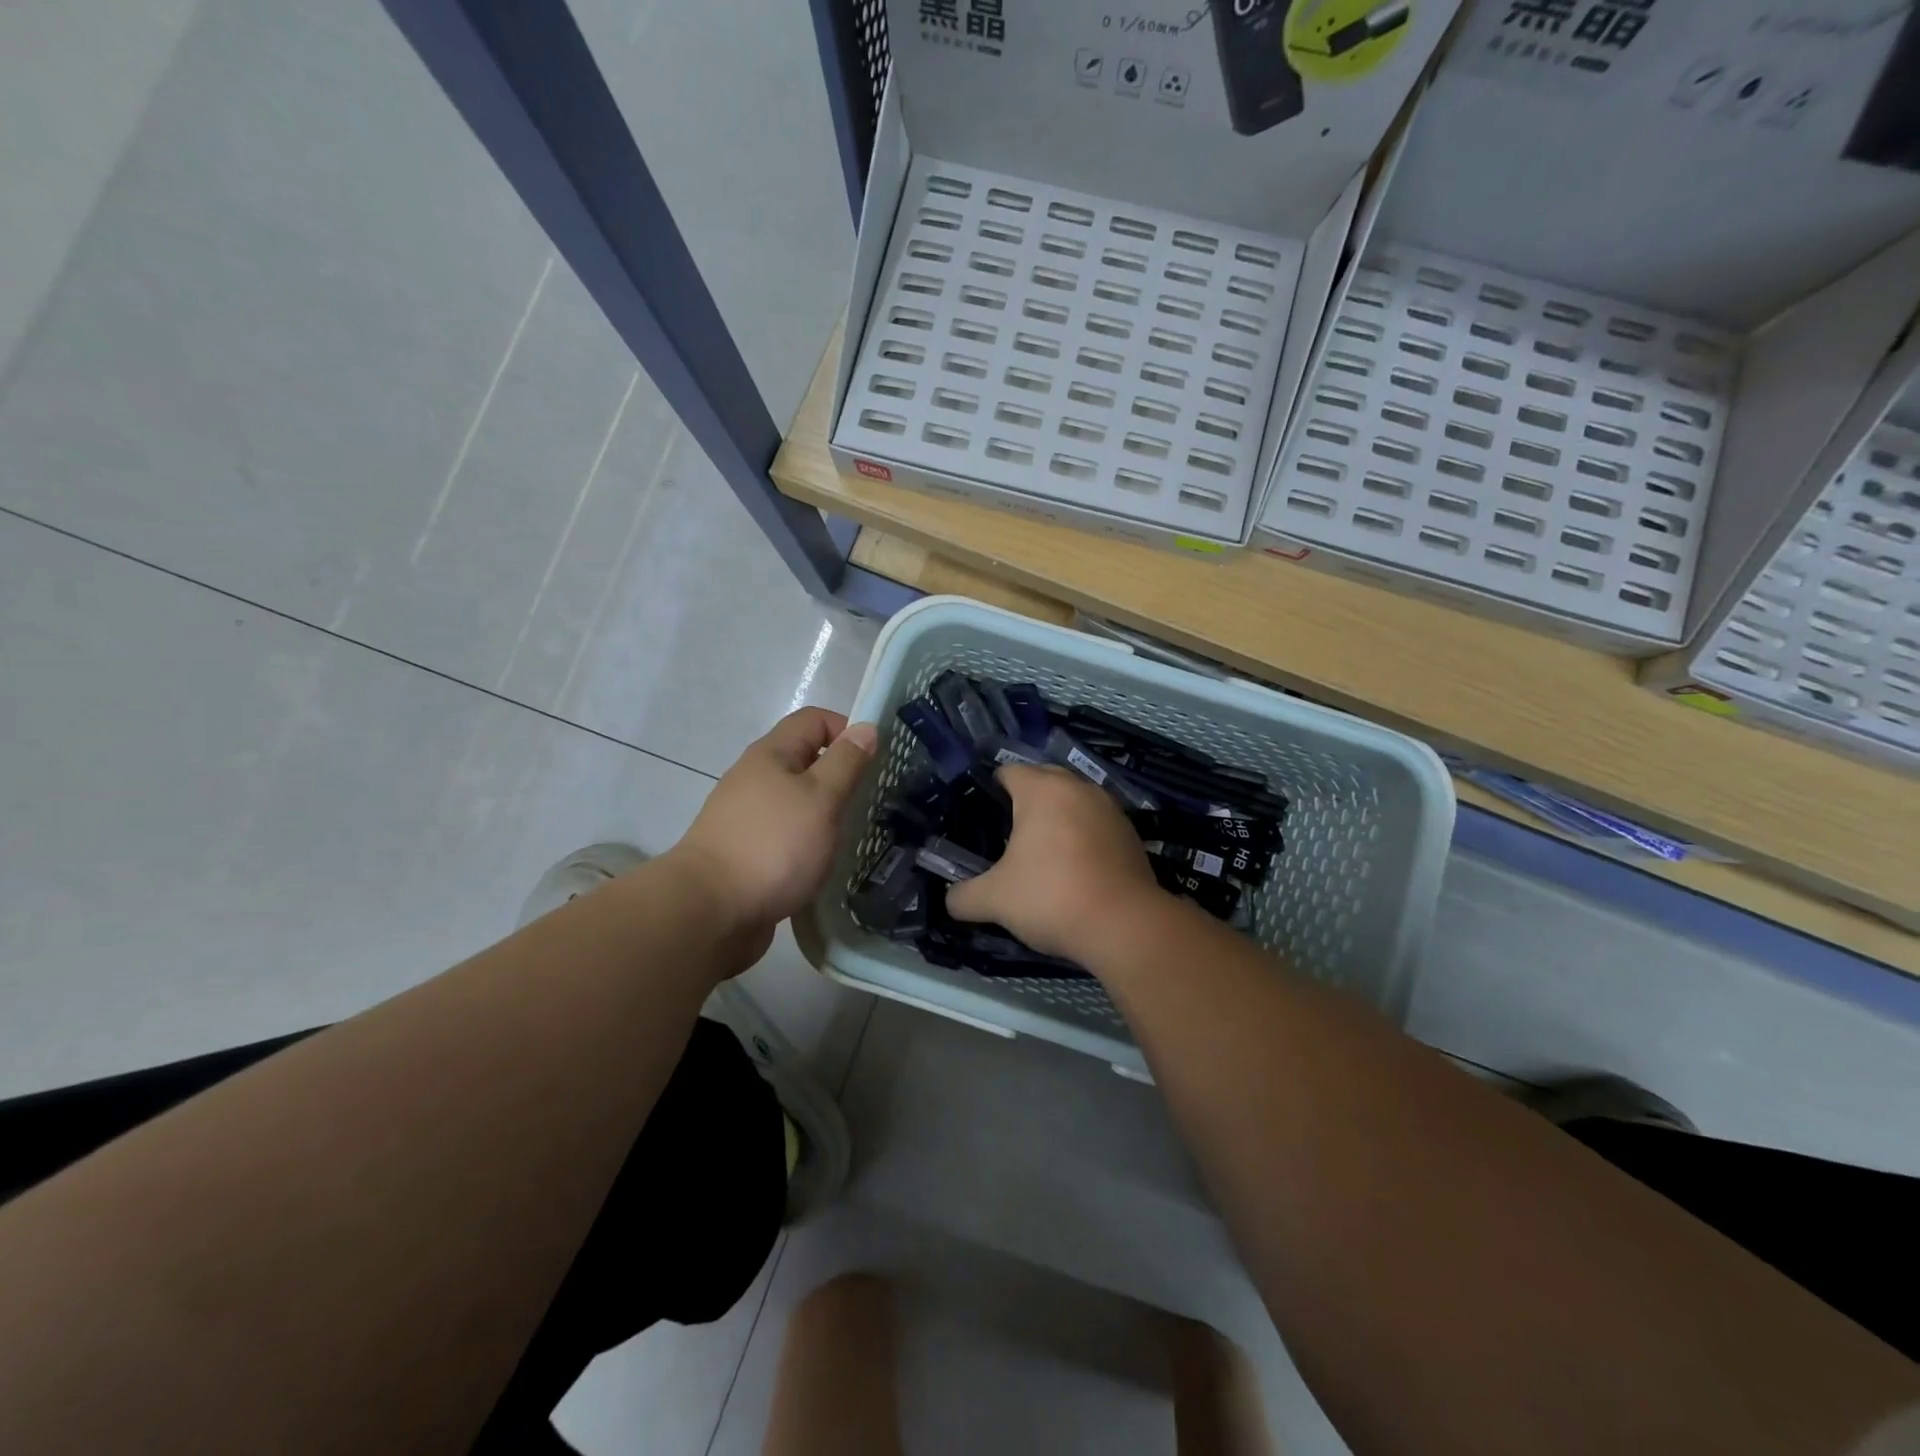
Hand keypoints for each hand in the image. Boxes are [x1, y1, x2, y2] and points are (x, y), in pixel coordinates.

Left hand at [671, 708, 876, 937]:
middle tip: (868, 802)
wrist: (710, 912)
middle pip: (804, 759)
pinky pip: (785, 834)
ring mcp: (746, 817)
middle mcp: (754, 778)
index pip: (814, 720)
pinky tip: (822, 864)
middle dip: (840, 776)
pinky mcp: (745, 852)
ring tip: (850, 836)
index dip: (847, 730)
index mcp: (771, 755)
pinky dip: (807, 842)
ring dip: (824, 812)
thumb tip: (865, 727)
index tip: (873, 763)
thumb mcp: (821, 797)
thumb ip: (846, 762)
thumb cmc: (773, 845)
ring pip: (795, 800)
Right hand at [946, 765, 1164, 960]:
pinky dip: (1082, 835)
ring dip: (1057, 817)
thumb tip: (950, 900)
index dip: (990, 790)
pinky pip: (1096, 823)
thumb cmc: (1051, 897)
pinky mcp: (1131, 833)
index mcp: (1042, 789)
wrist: (1125, 925)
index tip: (980, 817)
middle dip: (1024, 800)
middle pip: (1043, 779)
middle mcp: (1078, 787)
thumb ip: (964, 896)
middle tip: (1006, 833)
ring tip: (1041, 850)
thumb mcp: (995, 900)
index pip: (1007, 772)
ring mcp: (1109, 808)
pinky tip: (1074, 866)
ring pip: (1073, 800)